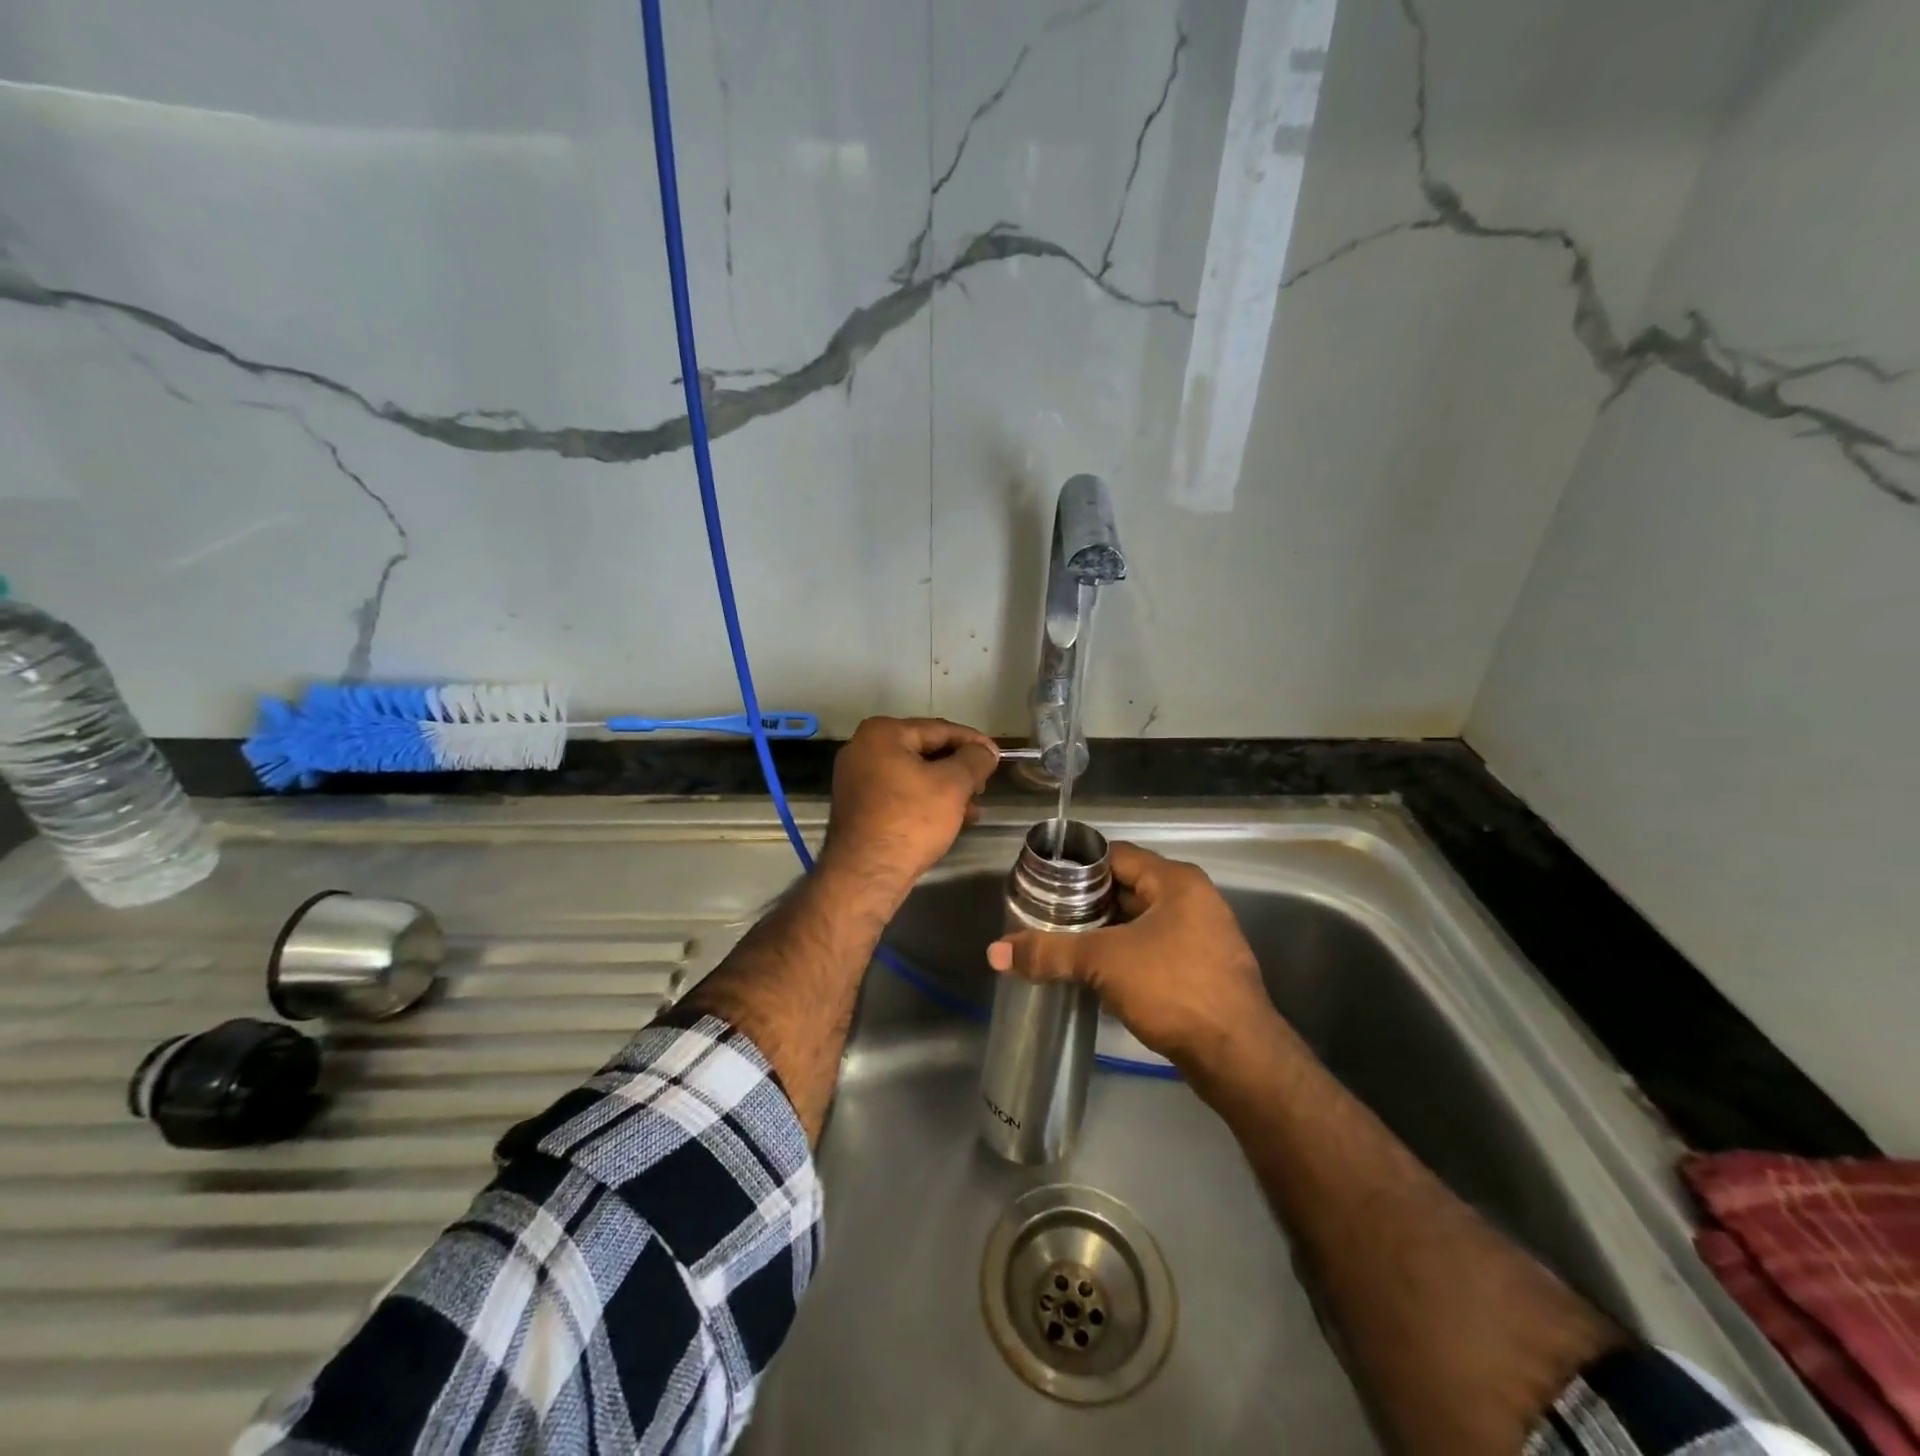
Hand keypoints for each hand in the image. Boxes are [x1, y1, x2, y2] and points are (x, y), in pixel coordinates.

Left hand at [820, 717, 998, 896]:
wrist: (867, 874)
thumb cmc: (911, 820)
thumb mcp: (953, 785)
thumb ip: (975, 759)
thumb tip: (987, 750)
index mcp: (883, 733)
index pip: (940, 729)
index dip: (974, 742)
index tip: (997, 756)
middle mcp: (863, 748)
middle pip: (925, 750)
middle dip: (959, 769)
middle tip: (984, 786)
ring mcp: (856, 777)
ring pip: (914, 774)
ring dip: (946, 788)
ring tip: (972, 808)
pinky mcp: (858, 805)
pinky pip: (900, 793)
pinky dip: (925, 801)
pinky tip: (949, 819)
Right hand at [987, 842, 1277, 1069]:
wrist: (1239, 1057)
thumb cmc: (1173, 989)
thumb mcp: (1104, 963)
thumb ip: (1049, 952)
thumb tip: (995, 951)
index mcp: (1176, 881)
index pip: (1116, 856)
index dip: (1078, 868)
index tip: (1044, 885)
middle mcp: (1194, 900)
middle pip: (1128, 887)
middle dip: (1087, 903)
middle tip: (1047, 917)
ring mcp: (1203, 935)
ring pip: (1141, 921)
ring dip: (1106, 932)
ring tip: (1065, 945)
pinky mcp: (1204, 969)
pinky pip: (1155, 948)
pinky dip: (1126, 954)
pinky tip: (1098, 974)